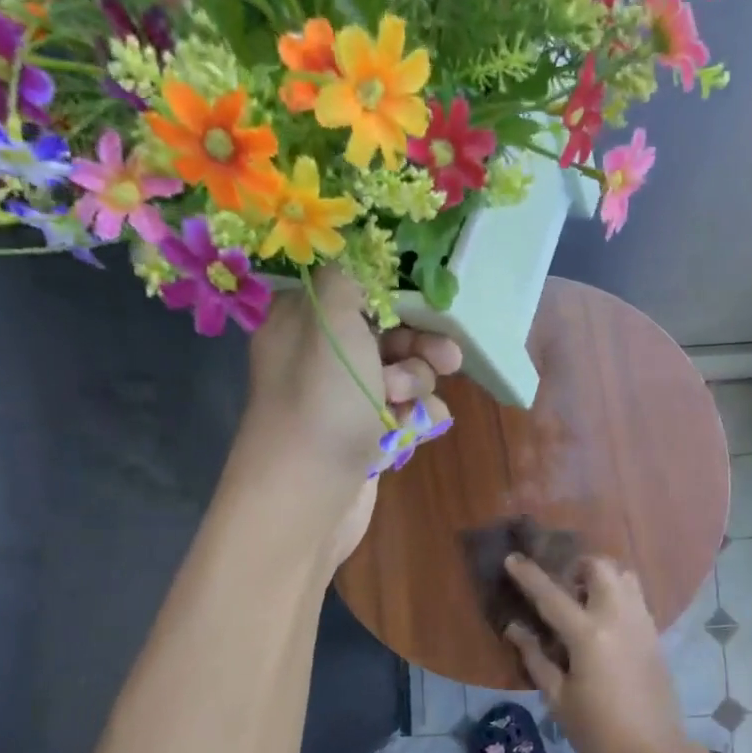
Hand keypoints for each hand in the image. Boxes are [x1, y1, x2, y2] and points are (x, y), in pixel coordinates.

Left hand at [240, 267, 460, 568]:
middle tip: (447, 357)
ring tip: (407, 403)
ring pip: (403, 372)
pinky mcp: (366, 436)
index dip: (396, 291)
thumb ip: (348, 278)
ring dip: (417, 382)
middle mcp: (323, 357)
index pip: (355, 287)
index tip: (429, 298)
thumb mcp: (331, 322)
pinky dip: (418, 416)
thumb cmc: (321, 404)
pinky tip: (420, 427)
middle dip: (420, 343)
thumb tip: (356, 252)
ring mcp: (346, 400)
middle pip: (388, 331)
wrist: (308, 500)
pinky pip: (406, 412)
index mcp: (304, 322)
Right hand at [503, 554, 693, 752]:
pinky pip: (636, 598)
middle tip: (561, 585)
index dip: (529, 576)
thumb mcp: (558, 698)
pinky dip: (618, 594)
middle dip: (578, 566)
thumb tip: (514, 628)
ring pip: (625, 577)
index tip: (512, 558)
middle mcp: (619, 618)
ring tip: (584, 600)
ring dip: (602, 577)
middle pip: (601, 568)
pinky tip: (604, 621)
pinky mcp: (655, 635)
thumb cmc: (597, 731)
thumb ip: (535, 657)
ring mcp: (642, 623)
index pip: (552, 596)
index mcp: (589, 635)